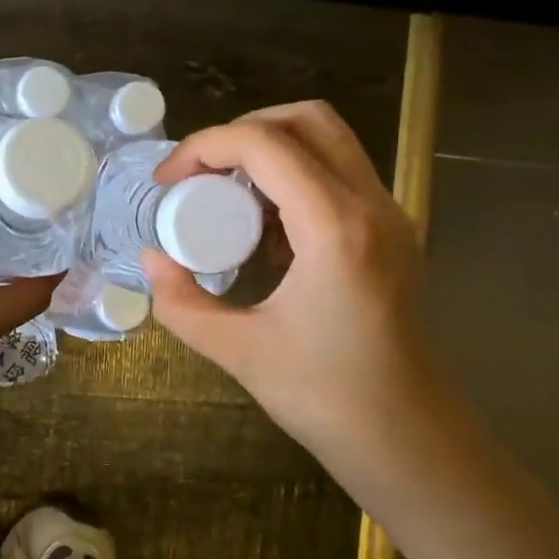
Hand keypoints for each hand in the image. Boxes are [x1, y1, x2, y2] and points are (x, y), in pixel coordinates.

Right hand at [142, 101, 447, 484]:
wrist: (406, 439)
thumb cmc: (325, 397)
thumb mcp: (238, 351)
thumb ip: (182, 302)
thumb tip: (152, 259)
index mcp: (336, 228)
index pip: (265, 145)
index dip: (205, 147)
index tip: (167, 182)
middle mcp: (371, 206)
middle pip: (306, 120)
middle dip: (241, 131)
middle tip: (199, 173)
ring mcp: (389, 216)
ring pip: (327, 141)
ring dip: (268, 152)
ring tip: (225, 197)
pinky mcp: (389, 232)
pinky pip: (337, 175)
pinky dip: (291, 178)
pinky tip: (262, 228)